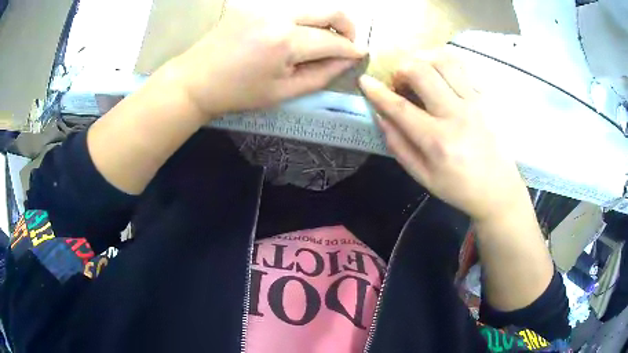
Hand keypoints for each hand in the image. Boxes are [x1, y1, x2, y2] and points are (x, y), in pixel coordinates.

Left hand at [166, 8, 364, 118]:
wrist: (196, 80)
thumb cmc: (238, 93)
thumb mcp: (283, 92)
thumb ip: (322, 75)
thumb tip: (347, 60)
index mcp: (285, 41)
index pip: (332, 40)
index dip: (350, 49)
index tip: (360, 54)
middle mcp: (278, 14)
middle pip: (329, 10)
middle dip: (348, 26)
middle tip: (348, 42)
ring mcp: (264, 5)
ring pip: (311, 6)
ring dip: (325, 21)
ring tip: (323, 39)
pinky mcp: (253, 3)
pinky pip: (289, 7)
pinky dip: (302, 19)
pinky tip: (296, 34)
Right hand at [359, 49, 529, 221]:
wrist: (498, 190)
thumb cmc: (458, 188)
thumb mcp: (423, 177)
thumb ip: (399, 146)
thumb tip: (381, 116)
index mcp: (437, 141)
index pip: (400, 107)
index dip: (377, 92)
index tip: (364, 81)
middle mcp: (456, 115)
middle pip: (422, 72)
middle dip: (401, 69)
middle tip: (400, 82)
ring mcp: (474, 103)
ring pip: (443, 61)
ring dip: (423, 60)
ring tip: (420, 73)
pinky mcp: (485, 98)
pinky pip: (463, 67)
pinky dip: (444, 63)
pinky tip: (440, 74)